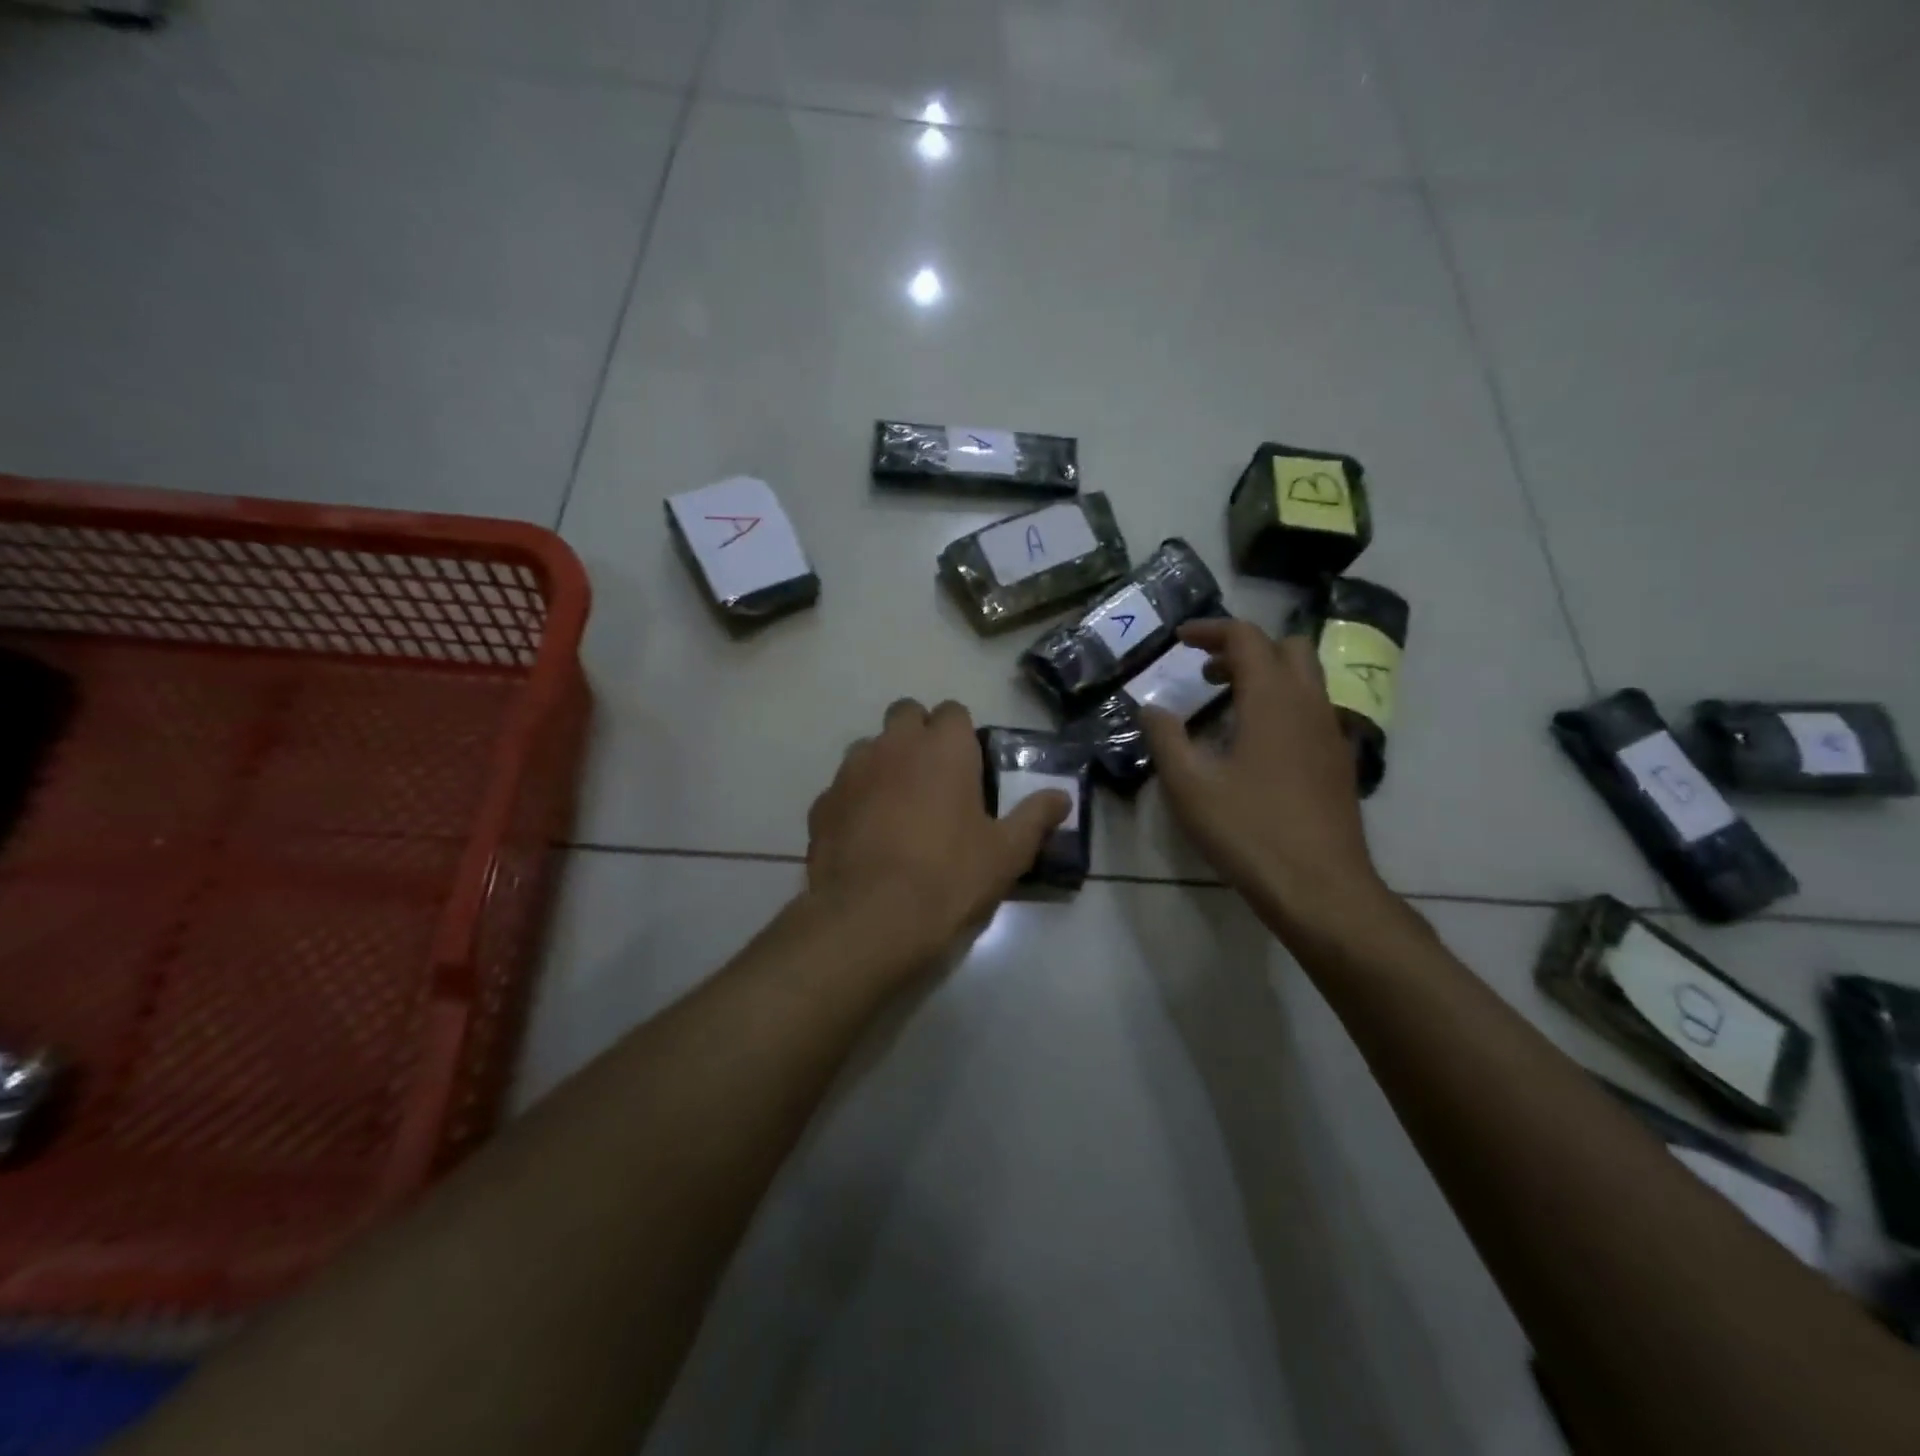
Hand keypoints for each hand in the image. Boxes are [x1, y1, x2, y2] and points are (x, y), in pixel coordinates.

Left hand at [806, 698, 1069, 961]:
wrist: (869, 919)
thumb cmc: (949, 878)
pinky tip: (866, 836)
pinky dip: (856, 800)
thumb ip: (1035, 817)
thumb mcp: (1007, 853)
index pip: (953, 711)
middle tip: (935, 779)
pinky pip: (843, 787)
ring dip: (885, 763)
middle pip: (906, 714)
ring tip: (898, 808)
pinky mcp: (822, 803)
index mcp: (943, 747)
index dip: (962, 735)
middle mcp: (894, 745)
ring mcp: (851, 771)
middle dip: (919, 735)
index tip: (969, 767)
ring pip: (870, 747)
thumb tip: (1062, 797)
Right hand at [1141, 619, 1389, 937]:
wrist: (1320, 887)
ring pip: (1305, 679)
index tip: (1180, 639)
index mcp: (1272, 699)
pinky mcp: (1338, 761)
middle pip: (1286, 648)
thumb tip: (1151, 708)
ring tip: (1226, 705)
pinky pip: (1311, 710)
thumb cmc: (1248, 830)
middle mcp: (1309, 704)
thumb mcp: (1190, 785)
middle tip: (1207, 673)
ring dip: (1266, 676)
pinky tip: (1255, 745)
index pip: (1246, 638)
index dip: (1211, 630)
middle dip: (1244, 649)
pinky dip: (1282, 705)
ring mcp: (1330, 733)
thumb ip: (1166, 738)